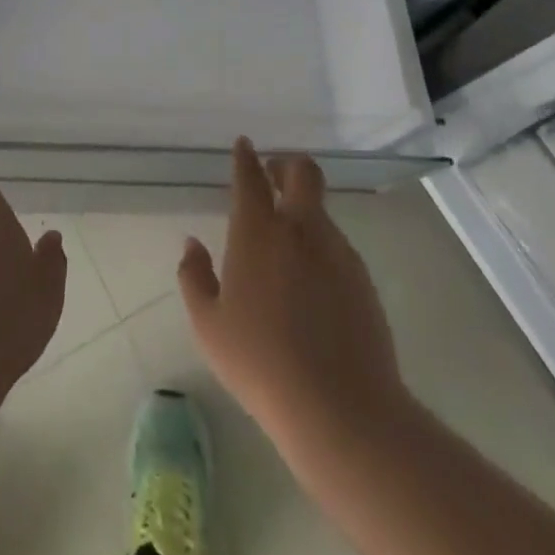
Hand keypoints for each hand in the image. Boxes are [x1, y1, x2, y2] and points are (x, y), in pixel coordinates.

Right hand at [178, 139, 404, 454]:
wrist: (341, 409)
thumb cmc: (260, 363)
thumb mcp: (209, 325)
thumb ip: (194, 276)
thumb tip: (192, 244)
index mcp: (258, 231)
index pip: (251, 176)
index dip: (246, 156)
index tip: (244, 145)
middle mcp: (300, 228)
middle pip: (303, 171)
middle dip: (286, 164)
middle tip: (273, 176)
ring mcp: (337, 251)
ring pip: (320, 211)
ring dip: (303, 211)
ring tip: (287, 246)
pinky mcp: (362, 279)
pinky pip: (336, 246)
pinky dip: (320, 248)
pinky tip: (310, 285)